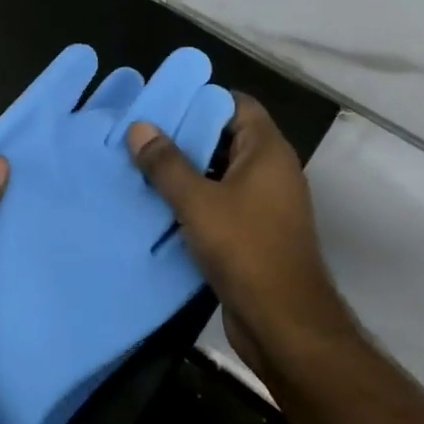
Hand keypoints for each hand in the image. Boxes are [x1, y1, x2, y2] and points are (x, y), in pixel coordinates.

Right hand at [127, 94, 349, 383]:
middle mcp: (271, 171)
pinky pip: (222, 202)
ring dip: (187, 170)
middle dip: (186, 135)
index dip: (202, 99)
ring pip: (221, 173)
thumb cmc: (245, 249)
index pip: (237, 105)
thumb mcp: (197, 202)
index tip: (163, 103)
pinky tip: (159, 204)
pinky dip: (195, 200)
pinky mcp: (255, 233)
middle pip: (226, 137)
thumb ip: (166, 163)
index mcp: (268, 151)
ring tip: (142, 165)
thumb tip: (139, 126)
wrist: (284, 324)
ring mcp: (265, 204)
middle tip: (142, 134)